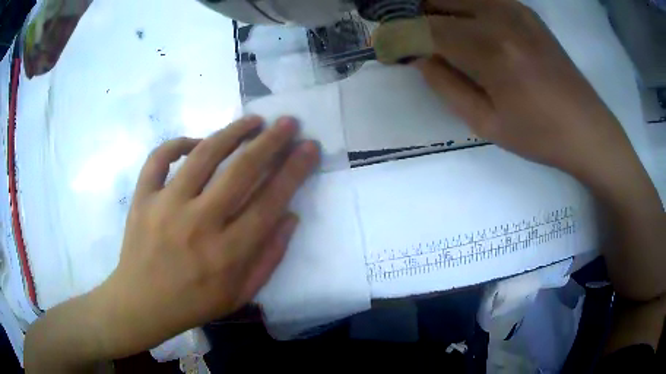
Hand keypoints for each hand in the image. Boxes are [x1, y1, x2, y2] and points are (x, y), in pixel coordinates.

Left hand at [94, 116, 319, 357]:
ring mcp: (165, 206)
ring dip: (233, 132)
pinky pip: (159, 157)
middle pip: (241, 170)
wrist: (142, 303)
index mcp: (227, 253)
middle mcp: (198, 223)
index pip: (270, 201)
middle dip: (271, 141)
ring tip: (252, 121)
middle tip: (288, 122)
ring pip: (204, 154)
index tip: (309, 147)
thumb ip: (269, 257)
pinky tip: (195, 142)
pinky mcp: (143, 198)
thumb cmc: (193, 303)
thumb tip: (290, 216)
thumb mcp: (240, 294)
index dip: (294, 170)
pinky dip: (178, 143)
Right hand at [415, 0, 634, 179]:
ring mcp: (514, 9)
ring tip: (434, 31)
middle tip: (409, 38)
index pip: (426, 30)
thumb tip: (420, 57)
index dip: (400, 37)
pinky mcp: (526, 11)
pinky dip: (463, 6)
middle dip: (416, 17)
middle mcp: (498, 18)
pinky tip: (464, 24)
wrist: (587, 128)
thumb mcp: (487, 123)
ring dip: (438, 8)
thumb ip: (446, 86)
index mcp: (489, 51)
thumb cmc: (540, 135)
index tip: (387, 48)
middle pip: (437, 1)